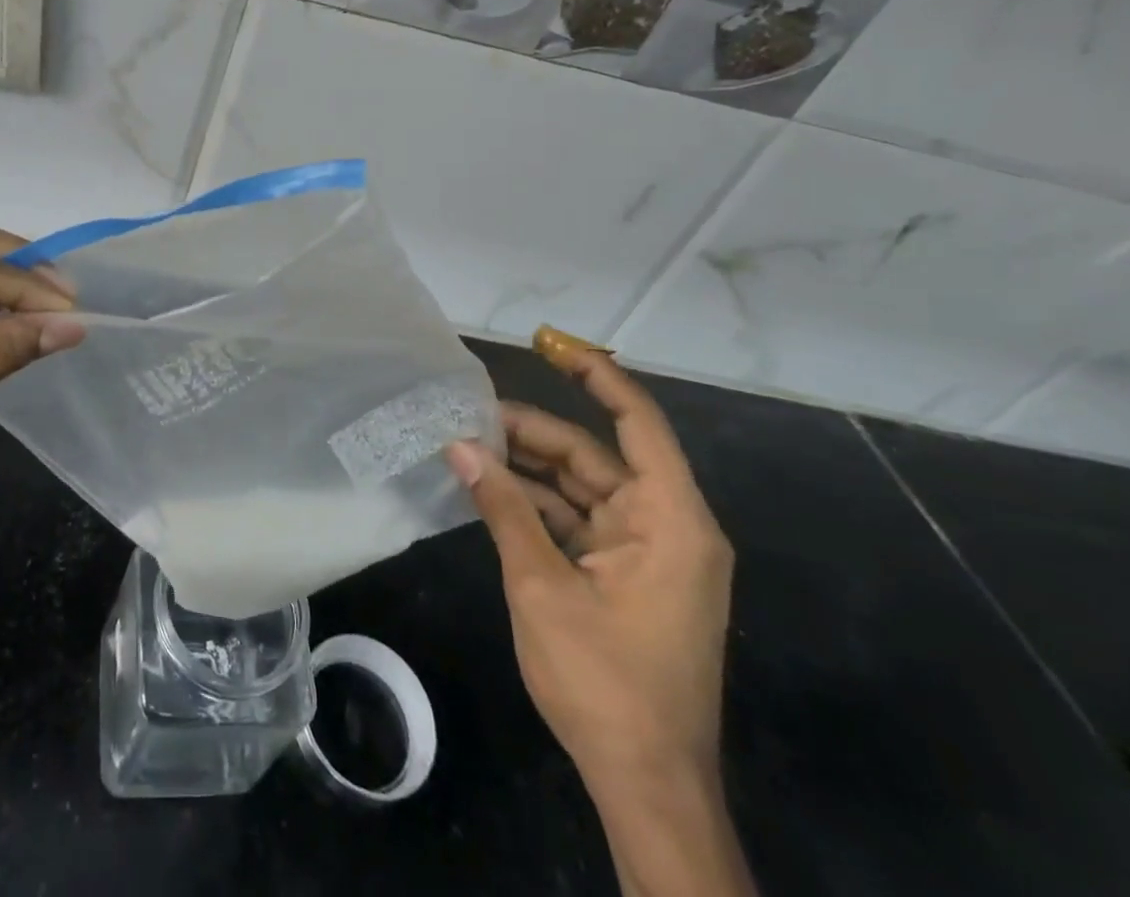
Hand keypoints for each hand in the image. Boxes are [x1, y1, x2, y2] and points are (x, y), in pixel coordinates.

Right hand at [445, 332, 732, 800]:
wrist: (646, 785)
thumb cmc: (605, 683)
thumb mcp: (542, 587)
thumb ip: (502, 508)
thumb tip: (459, 446)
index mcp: (670, 521)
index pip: (638, 423)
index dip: (597, 375)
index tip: (549, 343)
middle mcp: (665, 526)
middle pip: (596, 455)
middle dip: (533, 433)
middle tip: (469, 415)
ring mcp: (645, 552)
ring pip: (581, 487)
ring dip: (527, 469)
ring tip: (467, 446)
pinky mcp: (624, 576)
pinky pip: (576, 520)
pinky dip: (534, 505)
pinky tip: (486, 490)